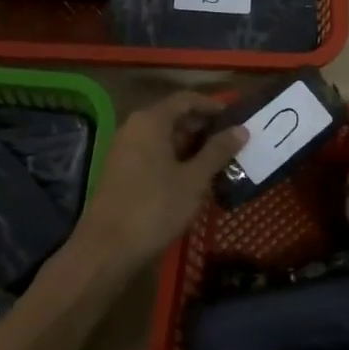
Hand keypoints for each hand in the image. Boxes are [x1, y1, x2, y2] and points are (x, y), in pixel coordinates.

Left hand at [71, 91, 247, 273]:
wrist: (106, 249)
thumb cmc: (155, 207)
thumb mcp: (194, 179)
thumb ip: (218, 151)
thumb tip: (241, 129)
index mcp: (150, 121)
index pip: (186, 100)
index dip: (213, 106)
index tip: (237, 118)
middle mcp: (134, 128)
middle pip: (174, 117)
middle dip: (204, 128)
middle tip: (233, 144)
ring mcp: (125, 150)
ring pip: (165, 138)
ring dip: (192, 147)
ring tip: (220, 163)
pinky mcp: (122, 171)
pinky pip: (154, 154)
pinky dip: (176, 160)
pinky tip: (194, 179)